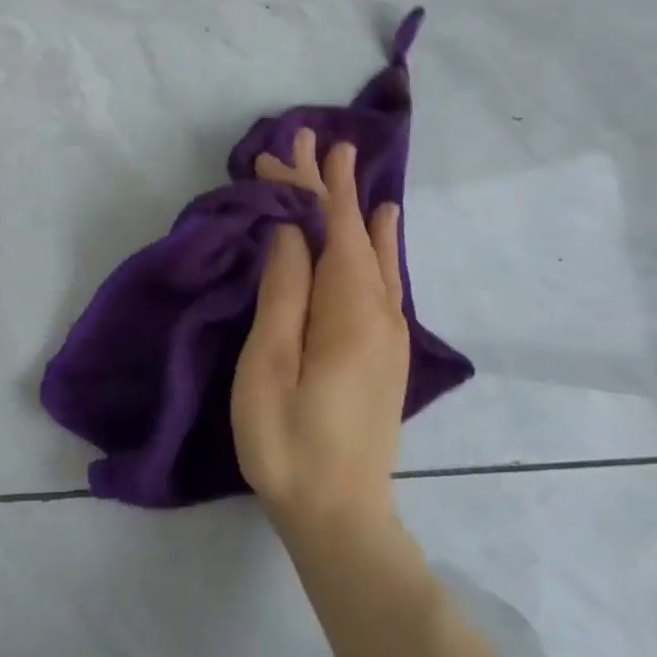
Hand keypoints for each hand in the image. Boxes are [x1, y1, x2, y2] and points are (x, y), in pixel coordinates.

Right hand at [232, 127, 408, 539]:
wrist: (340, 518)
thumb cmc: (288, 443)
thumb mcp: (270, 367)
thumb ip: (284, 293)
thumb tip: (290, 232)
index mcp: (349, 311)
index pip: (329, 229)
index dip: (306, 187)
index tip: (279, 150)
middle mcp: (379, 311)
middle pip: (354, 232)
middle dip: (330, 185)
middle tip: (312, 137)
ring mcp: (387, 331)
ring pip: (371, 249)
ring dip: (352, 205)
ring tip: (345, 165)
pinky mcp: (383, 349)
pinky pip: (383, 274)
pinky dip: (379, 240)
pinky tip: (384, 224)